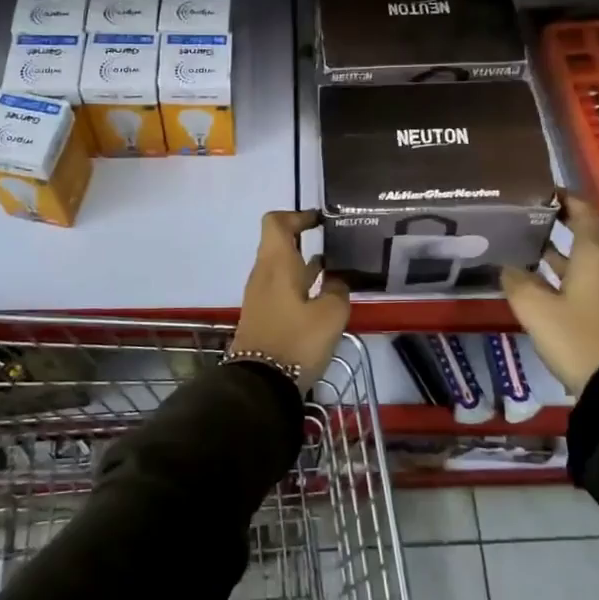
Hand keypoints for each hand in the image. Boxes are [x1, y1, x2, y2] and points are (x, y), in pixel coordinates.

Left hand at [230, 210, 352, 387]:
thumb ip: (338, 289)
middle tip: (335, 245)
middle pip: (279, 243)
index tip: (321, 222)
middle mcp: (263, 273)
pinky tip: (322, 297)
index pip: (276, 222)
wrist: (260, 384)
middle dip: (305, 240)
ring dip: (304, 263)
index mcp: (276, 263)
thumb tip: (336, 279)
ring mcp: (260, 295)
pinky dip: (300, 283)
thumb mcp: (331, 314)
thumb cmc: (296, 341)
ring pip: (281, 266)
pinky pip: (281, 287)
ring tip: (335, 269)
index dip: (298, 215)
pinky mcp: (263, 314)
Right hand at [500, 194, 598, 395]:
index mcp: (595, 255)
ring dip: (560, 251)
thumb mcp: (535, 308)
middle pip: (586, 233)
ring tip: (526, 246)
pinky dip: (566, 273)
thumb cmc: (576, 336)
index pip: (584, 211)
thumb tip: (506, 266)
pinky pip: (589, 279)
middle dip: (557, 223)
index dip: (565, 197)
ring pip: (585, 259)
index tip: (541, 190)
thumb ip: (517, 281)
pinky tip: (540, 281)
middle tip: (525, 217)